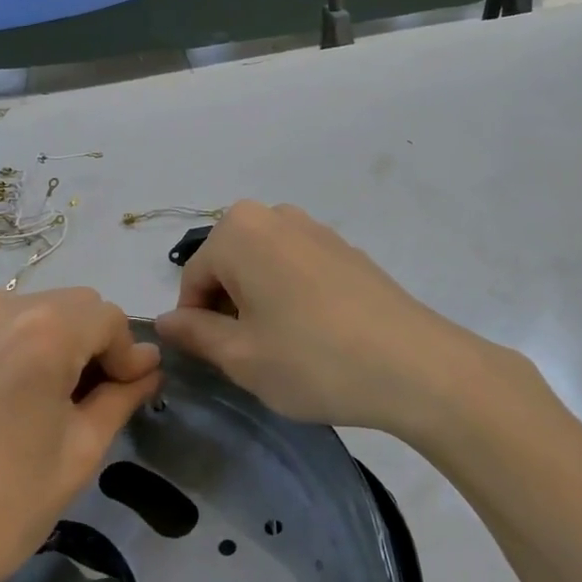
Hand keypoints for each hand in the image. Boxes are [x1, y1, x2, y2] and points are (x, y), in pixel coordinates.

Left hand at [0, 288, 160, 581]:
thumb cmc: (2, 506)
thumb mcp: (79, 452)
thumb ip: (121, 396)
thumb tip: (148, 365)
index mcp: (44, 330)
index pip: (110, 319)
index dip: (127, 355)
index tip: (130, 394)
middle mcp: (3, 306)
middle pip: (76, 305)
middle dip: (96, 343)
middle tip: (95, 400)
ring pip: (40, 309)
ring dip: (61, 340)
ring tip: (53, 398)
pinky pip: (4, 321)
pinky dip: (25, 342)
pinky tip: (17, 393)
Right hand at [156, 201, 519, 438]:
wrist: (415, 366)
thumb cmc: (313, 359)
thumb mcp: (241, 356)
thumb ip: (194, 333)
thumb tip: (165, 321)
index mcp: (239, 231)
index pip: (193, 278)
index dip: (195, 322)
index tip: (215, 359)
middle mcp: (274, 216)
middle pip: (228, 265)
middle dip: (228, 308)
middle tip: (250, 356)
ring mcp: (316, 228)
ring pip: (263, 266)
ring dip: (259, 301)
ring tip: (284, 347)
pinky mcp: (346, 249)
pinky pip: (298, 267)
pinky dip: (292, 296)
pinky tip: (316, 335)